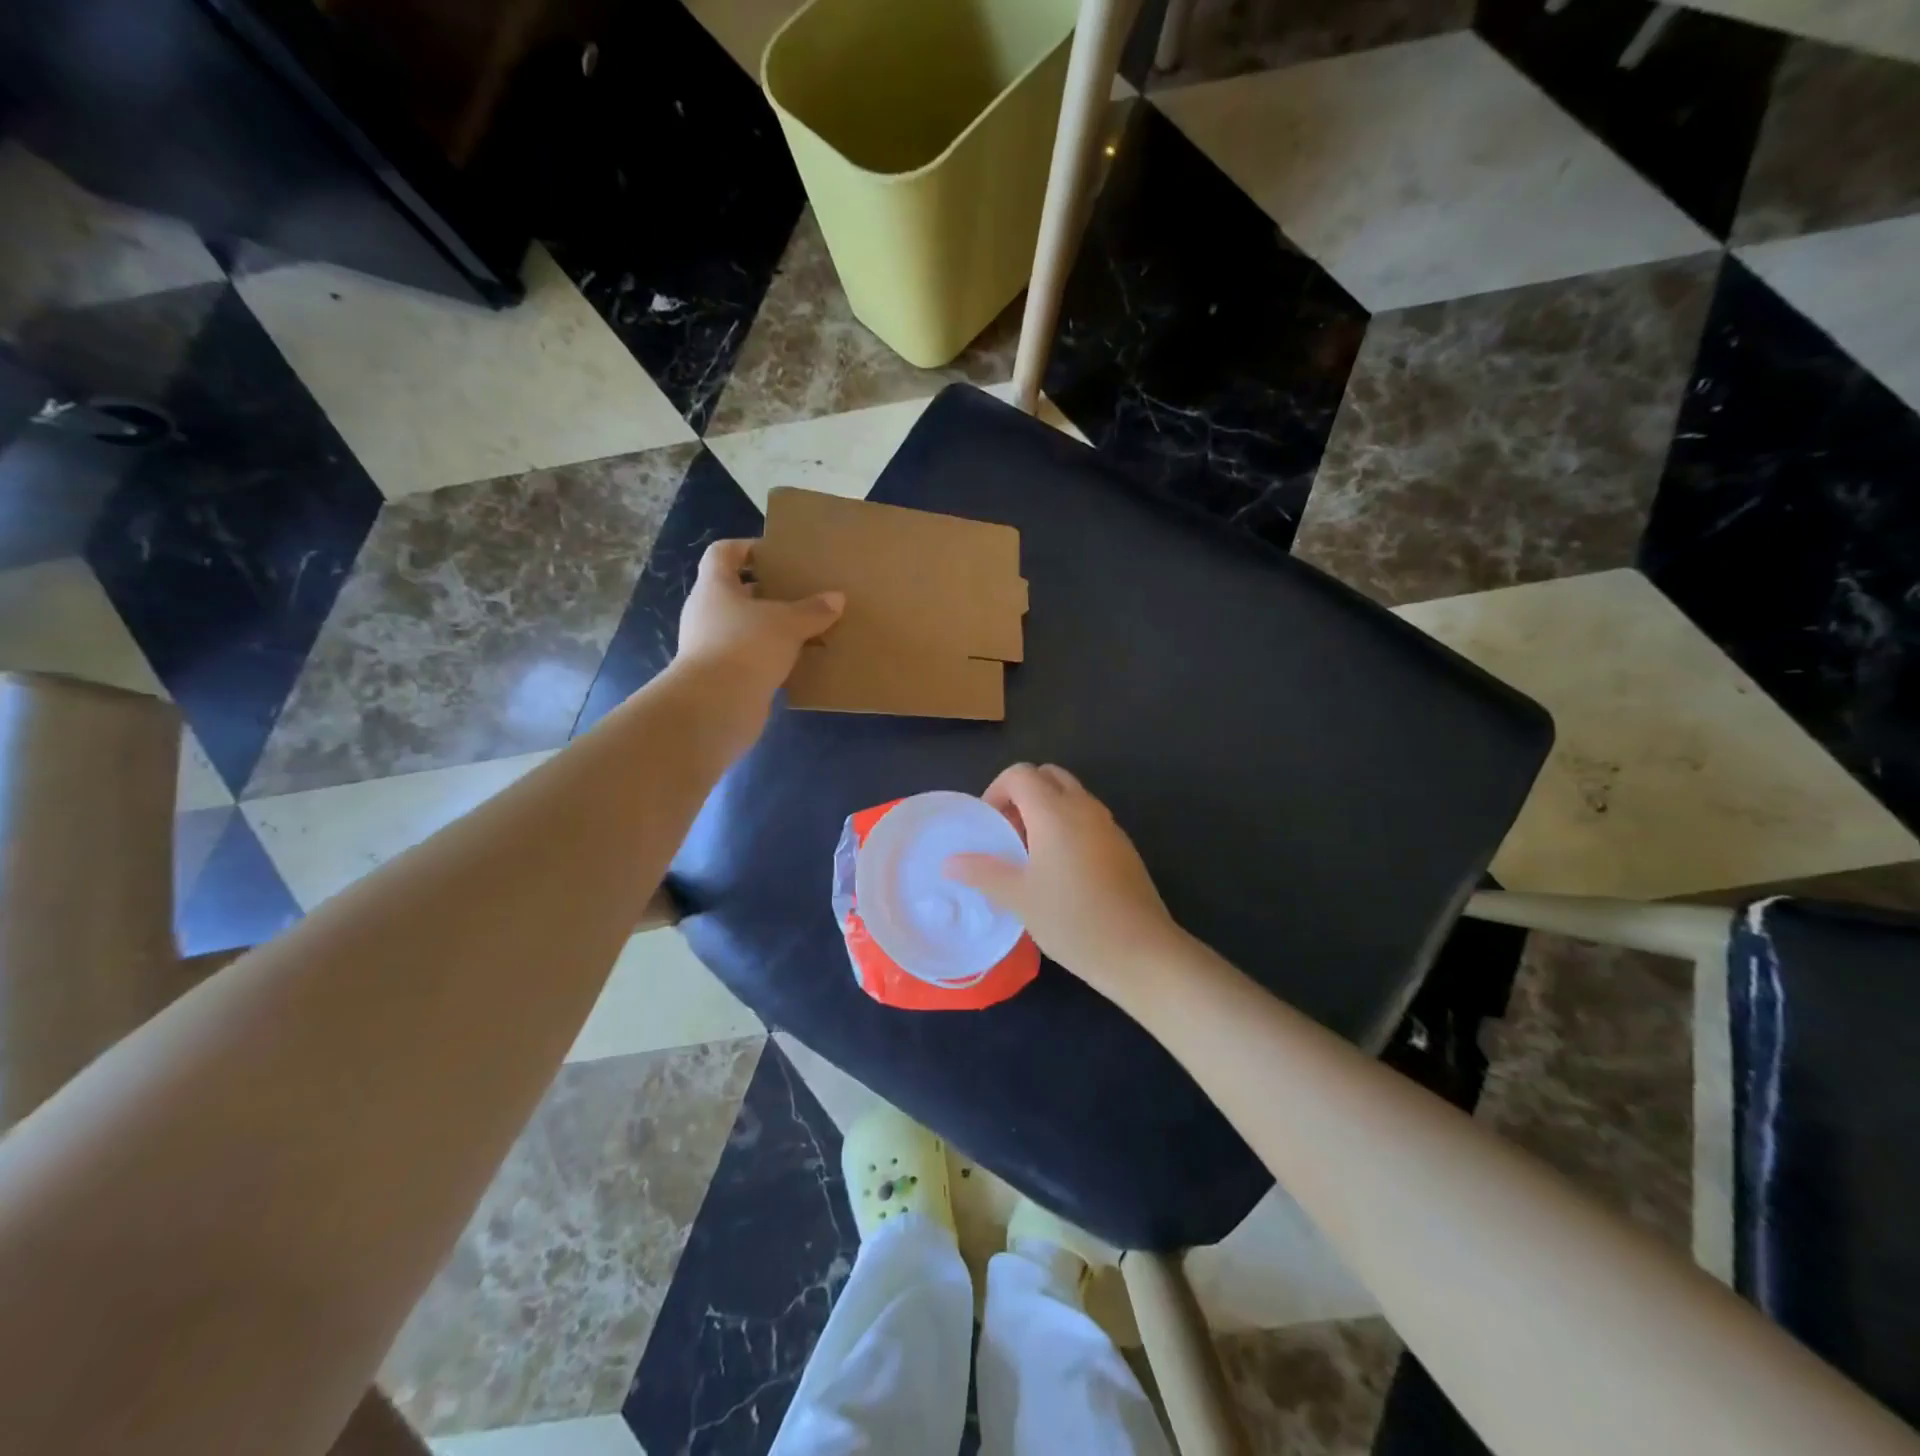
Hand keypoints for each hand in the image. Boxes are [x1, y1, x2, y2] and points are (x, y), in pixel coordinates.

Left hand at [674, 539, 843, 704]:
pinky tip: (796, 661)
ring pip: (743, 626)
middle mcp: (706, 612)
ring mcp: (710, 645)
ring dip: (769, 627)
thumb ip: (813, 610)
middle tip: (799, 592)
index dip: (746, 547)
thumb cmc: (747, 646)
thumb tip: (837, 598)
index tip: (775, 554)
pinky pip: (748, 656)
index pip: (723, 553)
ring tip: (804, 628)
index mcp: (715, 586)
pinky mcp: (720, 675)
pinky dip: (769, 656)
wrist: (716, 705)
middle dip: (766, 591)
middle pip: (735, 591)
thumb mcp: (788, 623)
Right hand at [946, 763, 1185, 1008]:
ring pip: (1071, 796)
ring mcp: (1108, 825)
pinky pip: (1088, 818)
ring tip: (1031, 855)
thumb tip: (950, 862)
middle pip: (1048, 776)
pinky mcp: (1122, 846)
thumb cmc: (1072, 919)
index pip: (1020, 773)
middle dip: (1022, 795)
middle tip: (1009, 833)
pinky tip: (1061, 871)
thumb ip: (983, 872)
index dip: (997, 791)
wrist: (1140, 951)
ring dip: (1046, 810)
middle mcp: (1084, 807)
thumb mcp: (1019, 897)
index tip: (989, 826)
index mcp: (1055, 811)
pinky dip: (1068, 826)